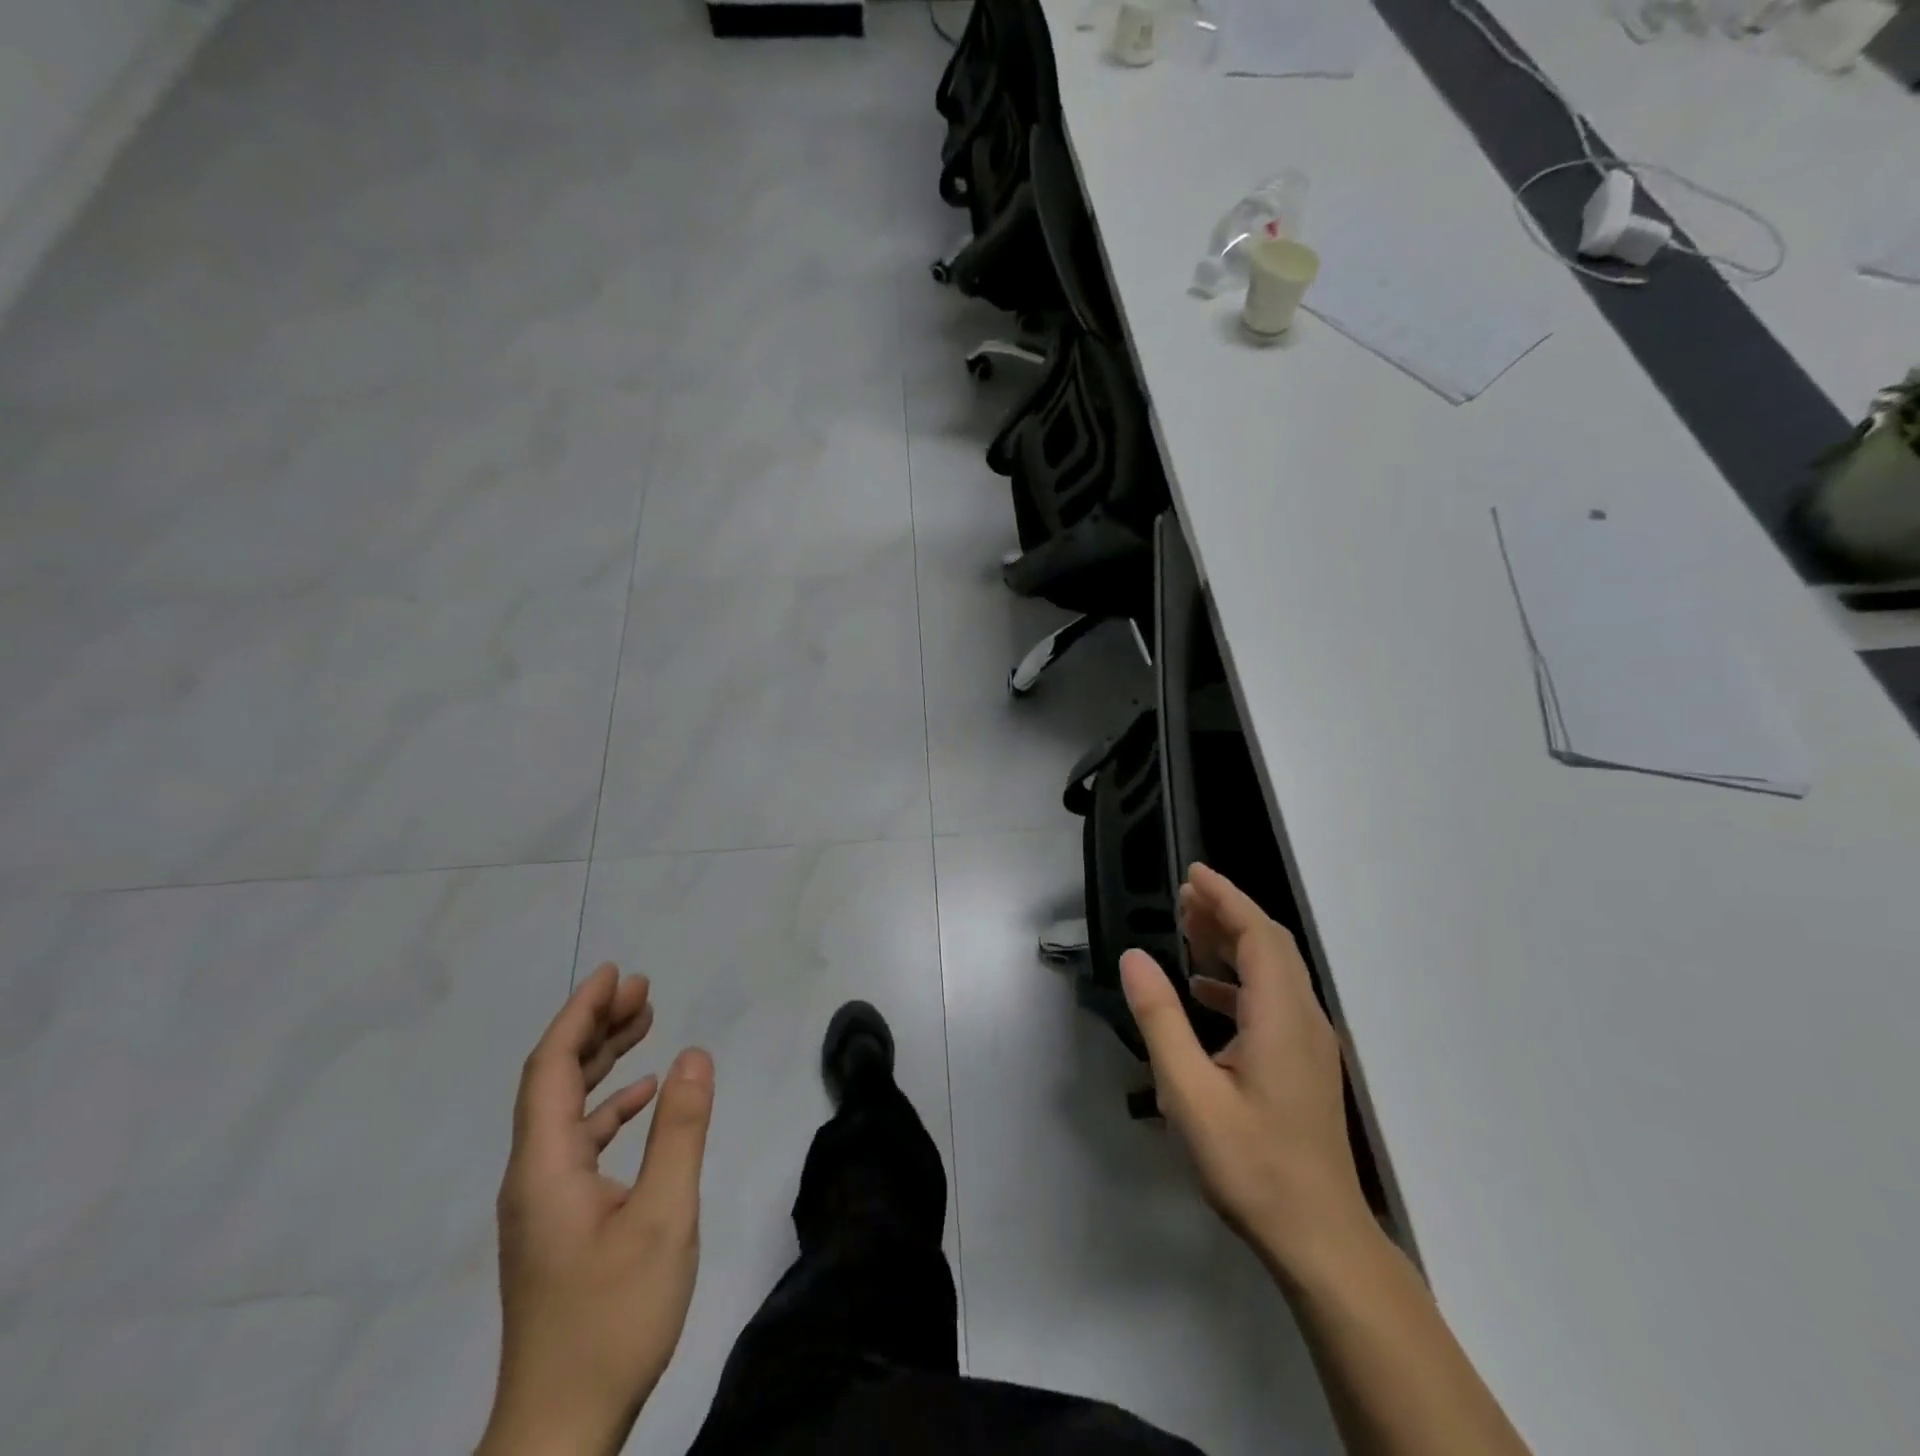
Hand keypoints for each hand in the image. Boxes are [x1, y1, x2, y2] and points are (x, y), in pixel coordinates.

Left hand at [479, 963, 714, 1455]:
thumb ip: (680, 1131)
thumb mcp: (664, 1217)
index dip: (581, 1013)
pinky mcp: (558, 1222)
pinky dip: (610, 1107)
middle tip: (642, 989)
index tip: (617, 974)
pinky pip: (579, 1141)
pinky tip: (643, 1097)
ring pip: (567, 1109)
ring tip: (645, 1023)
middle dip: (595, 1026)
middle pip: (555, 1079)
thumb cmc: (613, 1317)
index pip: (553, 1067)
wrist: (561, 1428)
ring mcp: (543, 1201)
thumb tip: (693, 1055)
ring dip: (603, 1061)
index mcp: (545, 1166)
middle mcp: (533, 1174)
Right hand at [1120, 864, 1369, 1280]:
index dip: (1227, 898)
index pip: (1258, 935)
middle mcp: (1303, 1018)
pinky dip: (1239, 981)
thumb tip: (1134, 958)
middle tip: (1184, 896)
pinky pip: (1273, 1000)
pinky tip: (1205, 993)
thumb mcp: (1190, 1092)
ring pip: (1274, 972)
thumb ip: (1160, 1020)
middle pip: (1270, 946)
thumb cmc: (1252, 1164)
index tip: (1193, 873)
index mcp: (1280, 1016)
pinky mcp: (1304, 1064)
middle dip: (1228, 913)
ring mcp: (1309, 1043)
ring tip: (1190, 930)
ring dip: (1234, 943)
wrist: (1319, 1239)